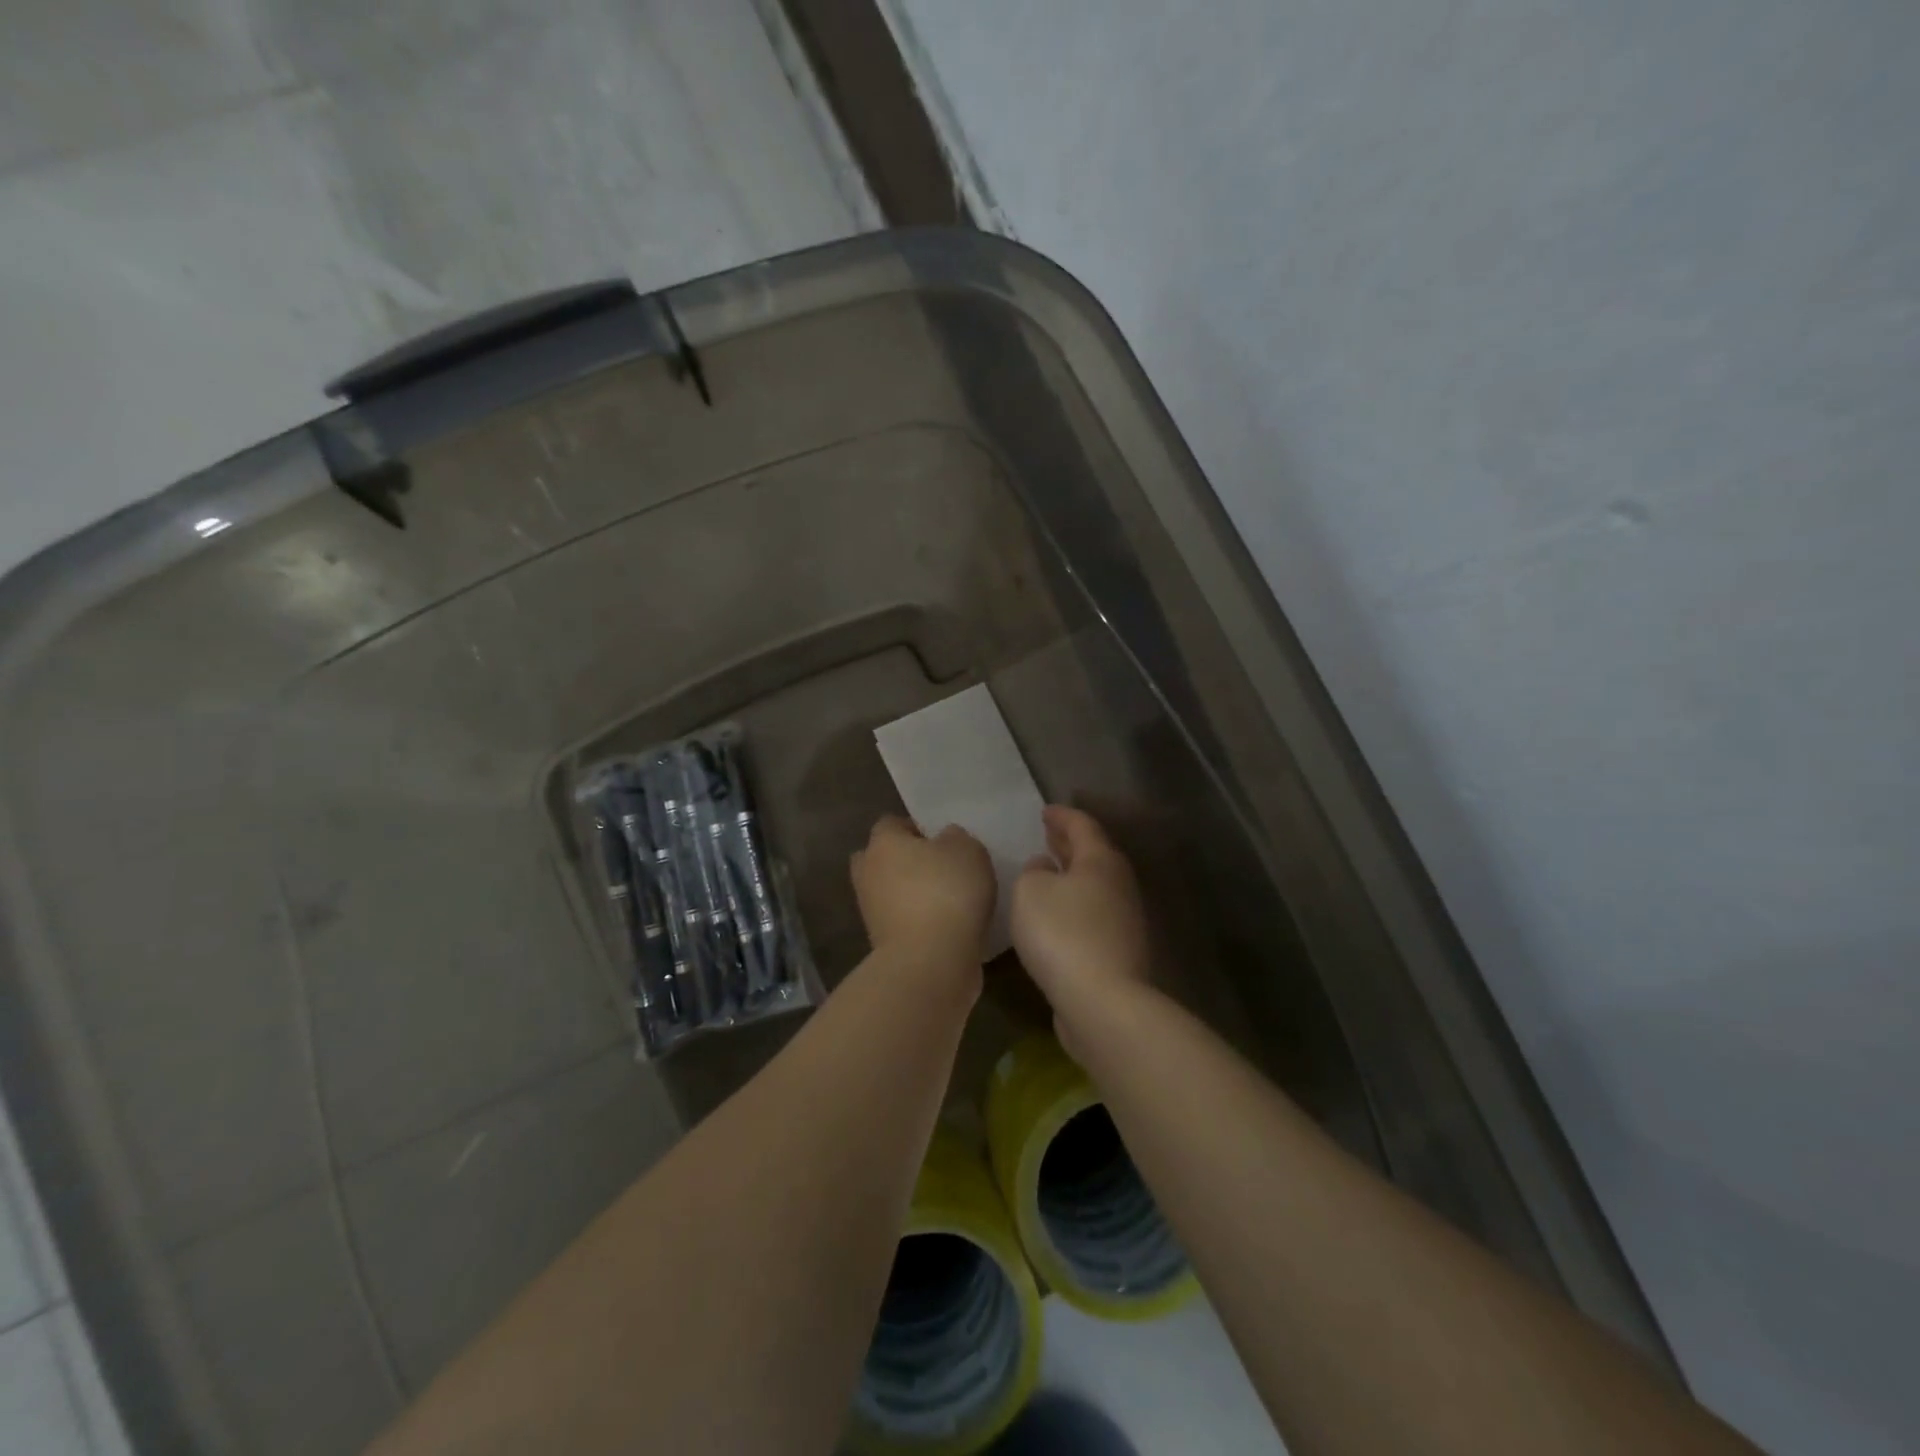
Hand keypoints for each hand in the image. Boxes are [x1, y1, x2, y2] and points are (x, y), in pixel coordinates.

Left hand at [851, 815, 994, 960]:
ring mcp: (870, 910)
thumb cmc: (947, 892)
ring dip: (910, 894)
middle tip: (938, 868)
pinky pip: (899, 920)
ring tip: (947, 900)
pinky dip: (916, 921)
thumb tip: (944, 840)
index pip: (891, 824)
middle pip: (881, 858)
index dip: (916, 829)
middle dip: (904, 861)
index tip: (942, 841)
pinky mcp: (880, 943)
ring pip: (889, 891)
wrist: (929, 962)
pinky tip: (945, 926)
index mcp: (883, 842)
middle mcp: (868, 872)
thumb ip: (955, 837)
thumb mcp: (967, 850)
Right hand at [1010, 806, 1150, 1042]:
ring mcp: (1124, 919)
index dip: (1062, 816)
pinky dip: (1076, 903)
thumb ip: (1033, 872)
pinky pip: (1094, 913)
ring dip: (1073, 873)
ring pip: (1096, 884)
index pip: (1082, 826)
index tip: (1045, 811)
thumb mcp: (1030, 892)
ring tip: (1049, 870)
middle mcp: (1118, 884)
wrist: (1103, 1002)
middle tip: (1049, 834)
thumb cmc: (1062, 934)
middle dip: (1070, 843)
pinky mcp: (1119, 950)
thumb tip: (1045, 867)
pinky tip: (1058, 913)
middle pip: (1095, 854)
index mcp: (1100, 861)